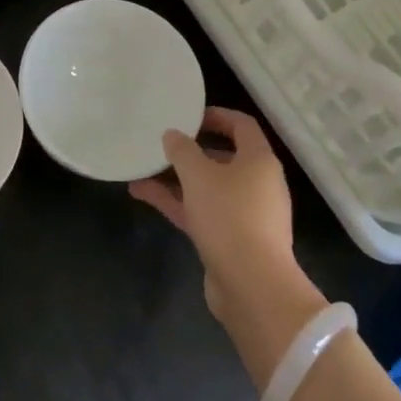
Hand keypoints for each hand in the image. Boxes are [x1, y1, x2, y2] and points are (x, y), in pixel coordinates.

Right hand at [129, 108, 296, 319]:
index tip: (186, 116)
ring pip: (208, 187)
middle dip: (190, 151)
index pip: (241, 125)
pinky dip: (176, 202)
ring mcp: (245, 214)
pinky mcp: (231, 239)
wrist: (252, 285)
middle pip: (223, 157)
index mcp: (259, 160)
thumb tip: (173, 135)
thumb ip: (183, 151)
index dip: (216, 116)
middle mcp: (257, 183)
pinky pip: (201, 211)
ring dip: (176, 179)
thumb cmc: (229, 217)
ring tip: (142, 169)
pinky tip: (142, 194)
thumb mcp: (199, 175)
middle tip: (161, 145)